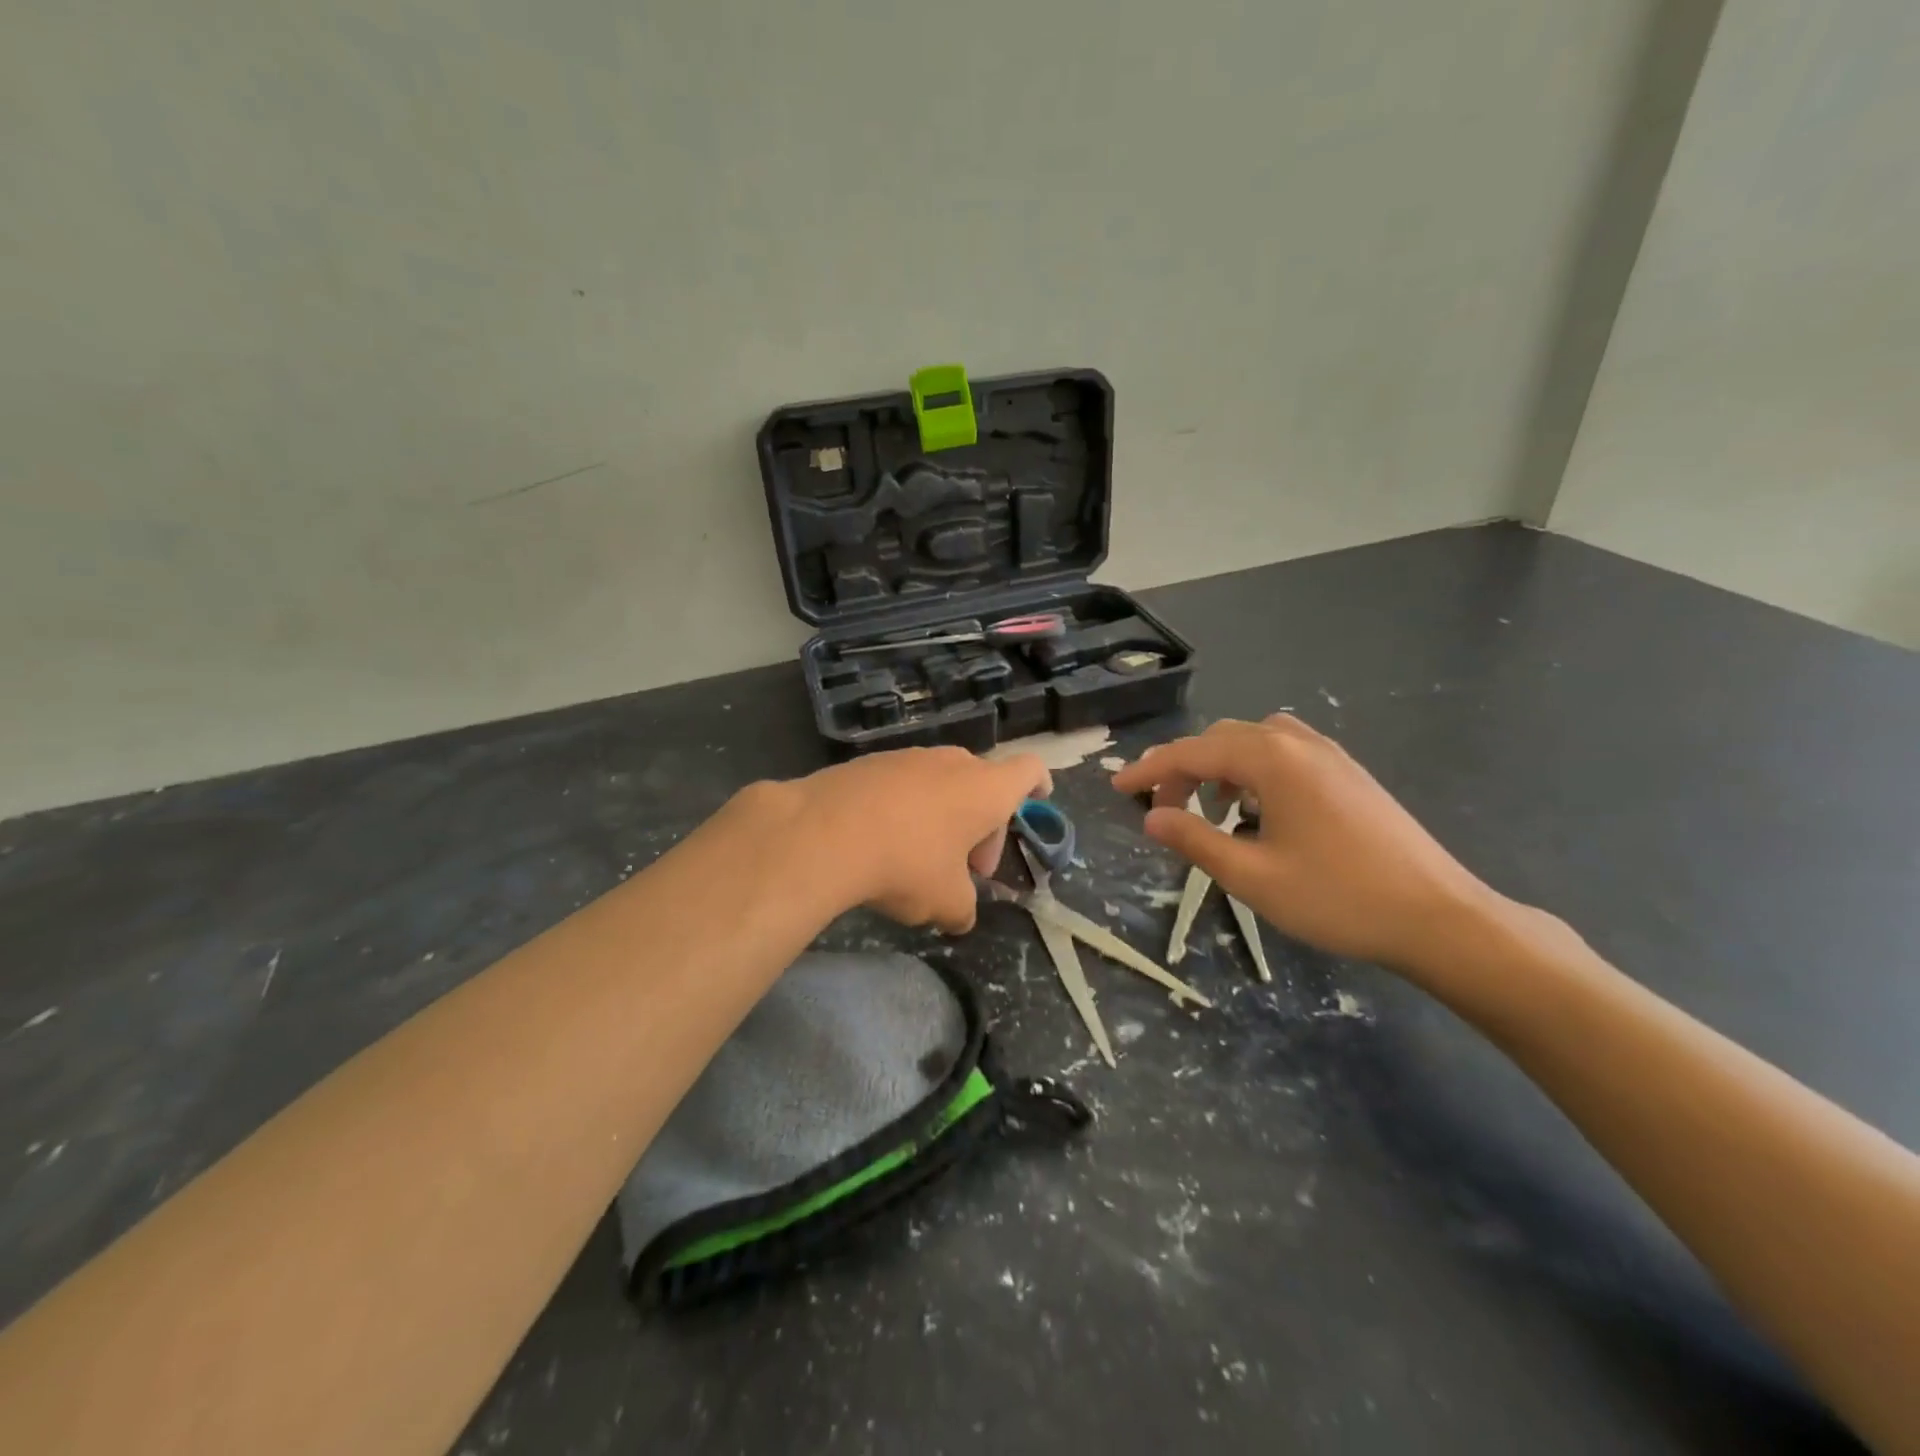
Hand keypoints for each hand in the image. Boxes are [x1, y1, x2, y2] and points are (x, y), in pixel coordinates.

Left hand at [760, 747, 1050, 933]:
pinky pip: (901, 785)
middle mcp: (950, 762)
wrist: (822, 833)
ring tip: (921, 859)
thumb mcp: (945, 902)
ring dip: (942, 818)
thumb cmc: (906, 863)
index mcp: (984, 789)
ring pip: (940, 784)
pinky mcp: (867, 763)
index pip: (1028, 771)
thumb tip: (959, 916)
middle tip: (966, 869)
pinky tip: (881, 843)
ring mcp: (907, 757)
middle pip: (982, 785)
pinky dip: (904, 809)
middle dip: (981, 826)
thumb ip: (963, 908)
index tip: (1040, 797)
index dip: (1038, 784)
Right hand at [1112, 716, 1499, 972]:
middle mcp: (1299, 743)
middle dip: (1184, 769)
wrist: (1439, 917)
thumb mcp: (1252, 875)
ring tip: (1210, 810)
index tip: (1117, 787)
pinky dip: (1254, 773)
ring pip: (1255, 744)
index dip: (1150, 770)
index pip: (1192, 752)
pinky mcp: (1349, 774)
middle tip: (1163, 810)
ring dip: (1220, 768)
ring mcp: (1330, 756)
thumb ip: (1194, 840)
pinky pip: (1285, 755)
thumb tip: (1151, 818)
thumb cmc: (1337, 897)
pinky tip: (1258, 812)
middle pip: (1222, 740)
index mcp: (1271, 760)